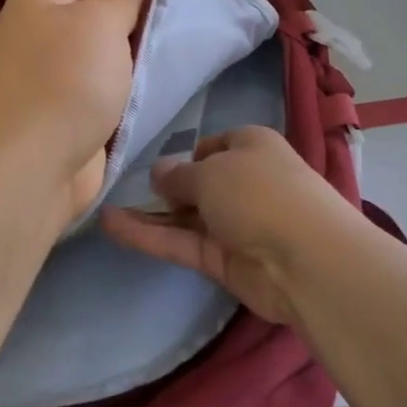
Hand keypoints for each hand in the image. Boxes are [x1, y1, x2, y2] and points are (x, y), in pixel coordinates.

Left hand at [0, 0, 146, 229]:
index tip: (147, 9)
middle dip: (121, 29)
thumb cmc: (69, 80)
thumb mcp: (103, 23)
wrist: (32, 163)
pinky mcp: (48, 115)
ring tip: (148, 73)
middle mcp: (31, 32)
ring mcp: (36, 77)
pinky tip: (132, 105)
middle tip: (152, 42)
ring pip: (89, 59)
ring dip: (119, 67)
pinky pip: (86, 94)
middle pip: (84, 18)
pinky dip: (108, 98)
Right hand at [100, 126, 362, 326]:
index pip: (214, 146)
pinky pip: (181, 242)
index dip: (187, 155)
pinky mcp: (223, 260)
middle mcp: (244, 182)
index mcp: (252, 146)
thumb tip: (158, 173)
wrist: (305, 259)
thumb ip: (177, 175)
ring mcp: (234, 223)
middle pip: (198, 182)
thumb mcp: (210, 171)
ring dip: (148, 213)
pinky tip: (112, 226)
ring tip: (101, 208)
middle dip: (165, 187)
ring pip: (184, 215)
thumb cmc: (260, 193)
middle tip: (123, 189)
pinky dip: (149, 235)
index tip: (160, 166)